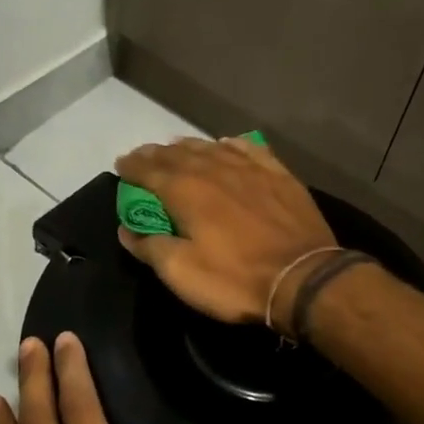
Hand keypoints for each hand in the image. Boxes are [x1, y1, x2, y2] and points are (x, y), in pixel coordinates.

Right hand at [114, 136, 336, 332]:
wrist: (303, 277)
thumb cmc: (235, 279)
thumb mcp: (182, 273)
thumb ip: (150, 246)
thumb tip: (126, 229)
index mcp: (186, 191)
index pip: (149, 171)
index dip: (132, 167)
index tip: (120, 165)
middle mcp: (215, 169)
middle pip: (178, 154)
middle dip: (156, 154)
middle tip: (143, 155)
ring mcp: (250, 168)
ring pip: (212, 147)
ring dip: (189, 147)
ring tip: (177, 148)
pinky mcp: (279, 175)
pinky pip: (249, 149)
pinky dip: (230, 145)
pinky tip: (226, 144)